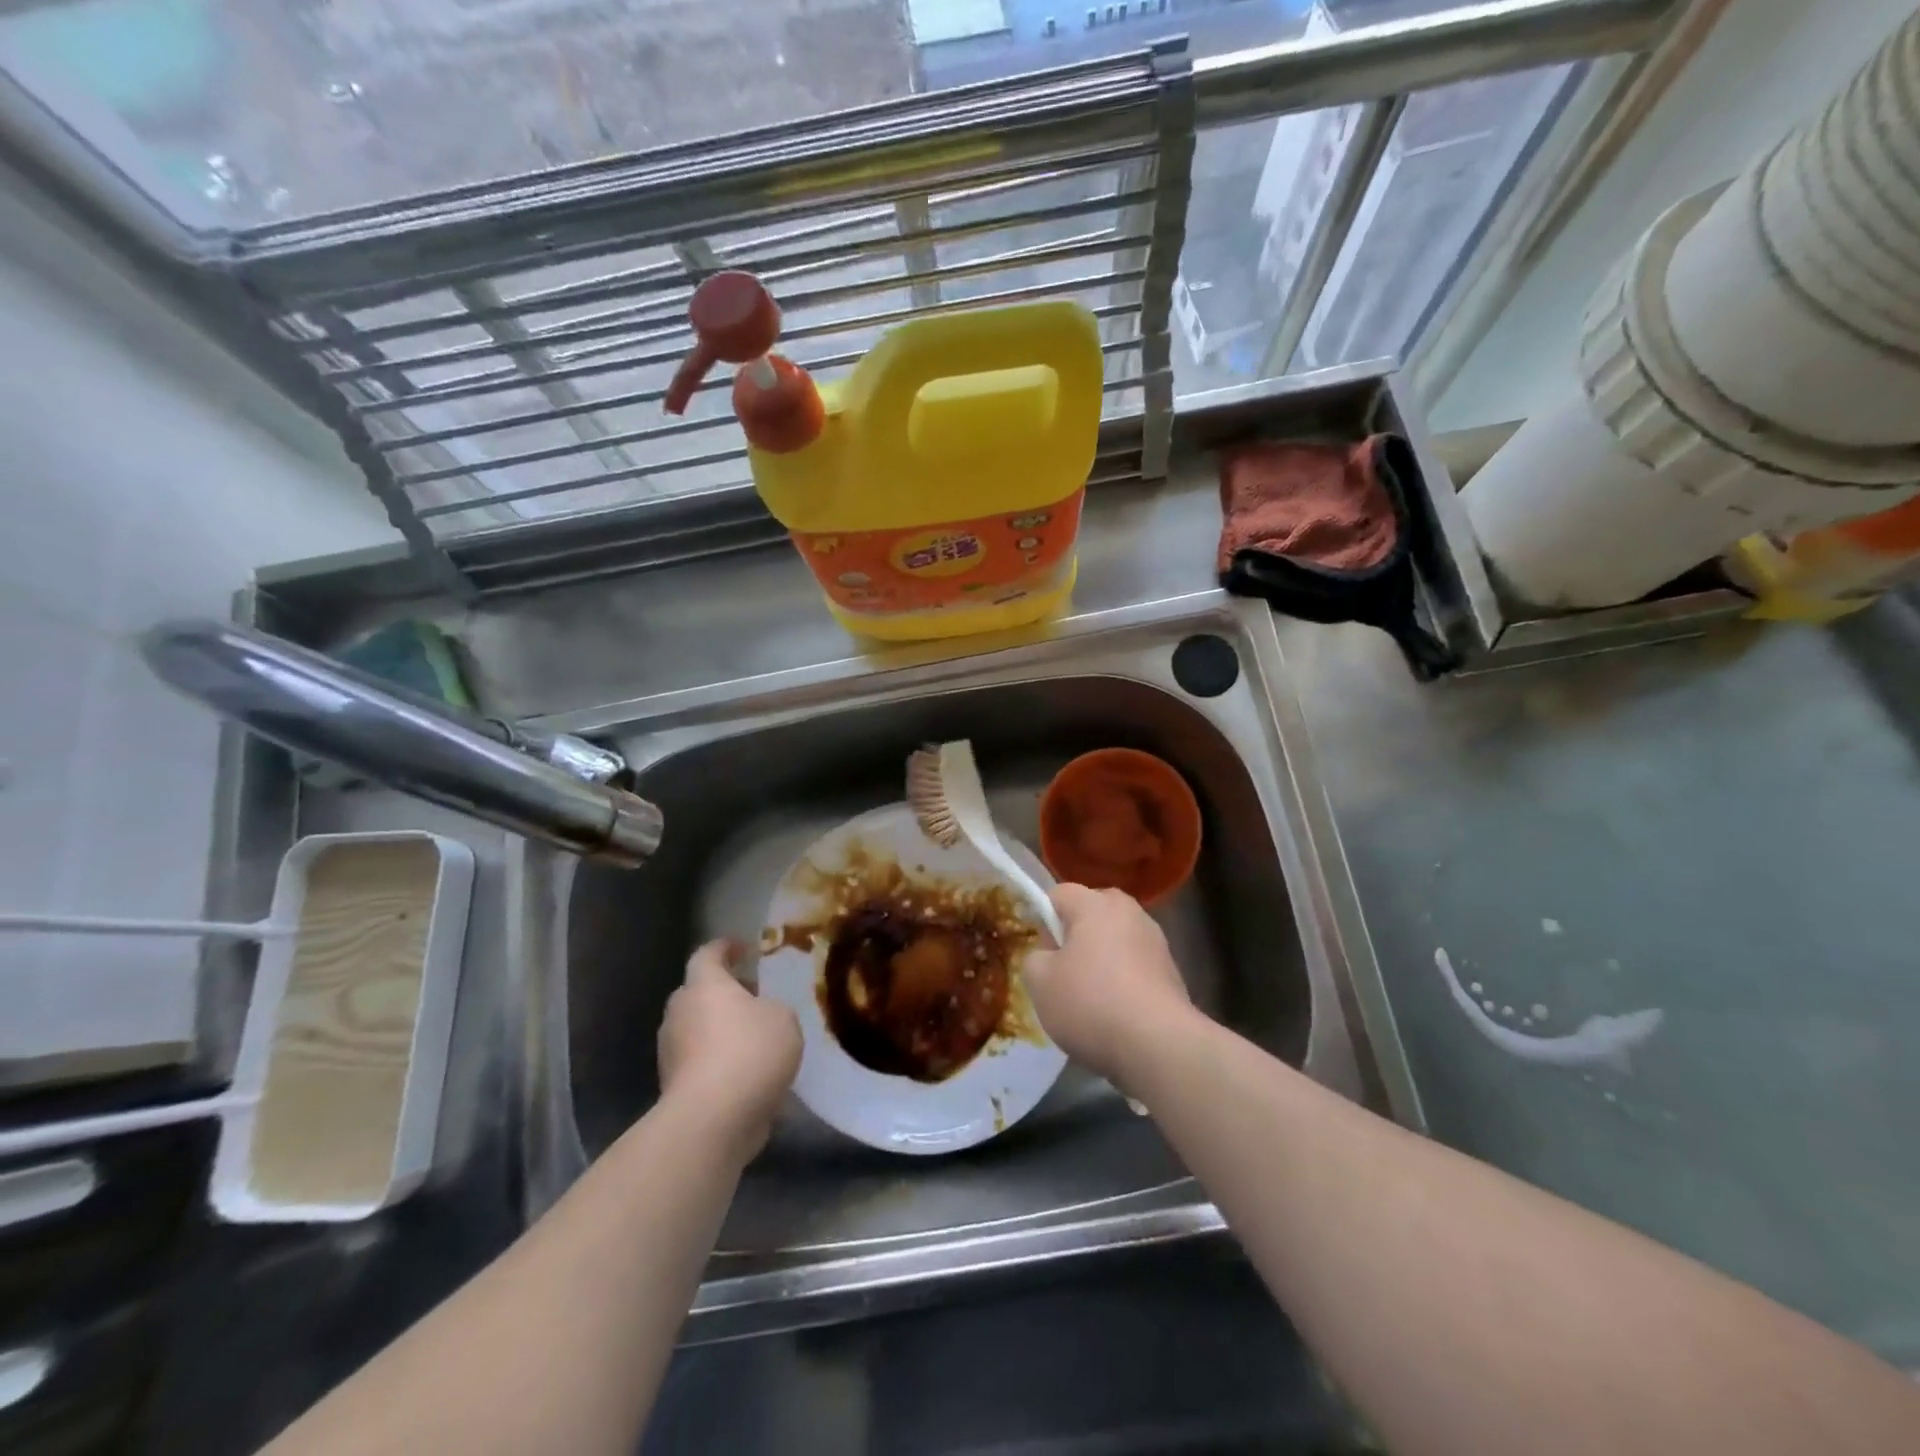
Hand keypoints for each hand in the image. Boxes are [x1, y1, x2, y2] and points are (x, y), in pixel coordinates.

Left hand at [658, 939, 801, 1161]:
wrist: (712, 1119)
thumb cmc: (750, 1052)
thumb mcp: (782, 1017)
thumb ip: (771, 1007)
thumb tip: (759, 1014)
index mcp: (704, 985)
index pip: (708, 954)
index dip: (725, 948)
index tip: (743, 948)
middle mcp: (680, 1012)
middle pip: (698, 993)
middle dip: (723, 993)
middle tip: (752, 997)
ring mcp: (671, 1051)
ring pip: (696, 1029)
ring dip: (719, 1030)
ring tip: (753, 1039)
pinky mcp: (673, 1087)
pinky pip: (698, 1062)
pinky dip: (717, 1061)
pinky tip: (745, 1073)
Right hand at [1022, 884, 1192, 1087]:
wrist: (1158, 1044)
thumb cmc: (1091, 1003)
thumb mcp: (1039, 982)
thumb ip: (1035, 958)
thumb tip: (1050, 955)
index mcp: (1095, 904)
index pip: (1059, 894)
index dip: (1044, 919)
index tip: (1042, 952)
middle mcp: (1129, 911)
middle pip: (1092, 912)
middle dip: (1076, 936)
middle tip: (1064, 972)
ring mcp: (1156, 940)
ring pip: (1116, 939)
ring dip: (1103, 959)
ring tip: (1093, 999)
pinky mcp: (1172, 970)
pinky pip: (1136, 965)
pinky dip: (1124, 980)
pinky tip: (1118, 1013)